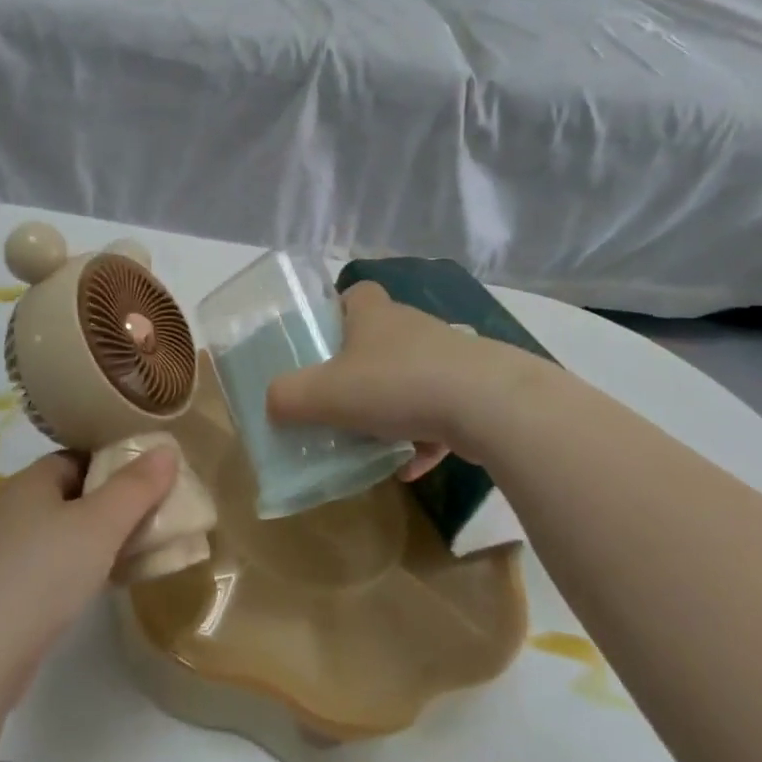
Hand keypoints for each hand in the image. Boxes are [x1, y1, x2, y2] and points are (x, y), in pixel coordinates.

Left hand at [0, 448, 178, 703]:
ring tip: (132, 551)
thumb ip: (137, 486)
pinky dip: (77, 565)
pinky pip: (50, 562)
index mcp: (31, 480)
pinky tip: (99, 584)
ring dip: (95, 538)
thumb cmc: (46, 572)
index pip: (78, 456)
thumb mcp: (102, 524)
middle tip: (149, 517)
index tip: (148, 482)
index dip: (114, 465)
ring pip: (61, 530)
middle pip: (71, 493)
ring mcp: (4, 549)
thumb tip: (167, 449)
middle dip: (109, 503)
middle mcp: (13, 506)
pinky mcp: (3, 587)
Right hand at [267, 281, 541, 473]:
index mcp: (374, 314)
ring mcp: (448, 358)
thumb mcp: (325, 394)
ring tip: (370, 441)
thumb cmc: (396, 385)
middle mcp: (412, 327)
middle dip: (359, 369)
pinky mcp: (475, 390)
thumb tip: (272, 404)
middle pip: (379, 340)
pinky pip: (439, 414)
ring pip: (410, 378)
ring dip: (391, 408)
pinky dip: (422, 438)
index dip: (336, 312)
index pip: (354, 294)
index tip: (321, 343)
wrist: (488, 405)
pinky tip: (409, 467)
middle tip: (338, 400)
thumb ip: (288, 397)